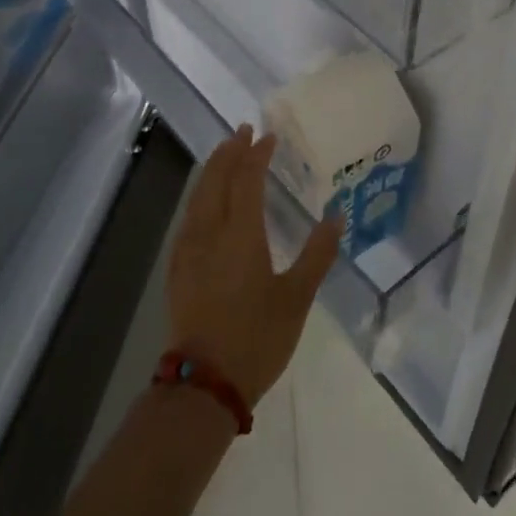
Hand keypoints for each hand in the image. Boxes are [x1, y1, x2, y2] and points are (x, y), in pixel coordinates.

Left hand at [168, 126, 342, 406]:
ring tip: (225, 156)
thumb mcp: (297, 298)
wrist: (204, 384)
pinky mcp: (178, 268)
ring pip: (197, 195)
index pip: (247, 179)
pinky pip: (188, 216)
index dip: (257, 154)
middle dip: (229, 152)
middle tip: (243, 132)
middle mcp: (210, 232)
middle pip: (216, 179)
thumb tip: (337, 217)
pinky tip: (204, 203)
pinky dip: (199, 195)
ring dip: (212, 170)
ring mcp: (188, 250)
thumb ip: (317, 254)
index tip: (268, 136)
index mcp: (241, 234)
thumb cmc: (257, 338)